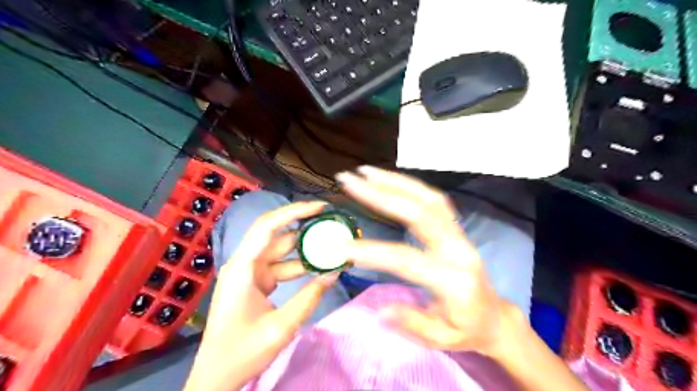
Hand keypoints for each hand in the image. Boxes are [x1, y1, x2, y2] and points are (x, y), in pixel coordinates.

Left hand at [184, 202, 339, 390]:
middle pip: (276, 235)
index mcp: (242, 268)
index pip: (268, 226)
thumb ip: (309, 297)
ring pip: (282, 251)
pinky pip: (281, 266)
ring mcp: (250, 272)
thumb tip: (335, 272)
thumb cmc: (242, 351)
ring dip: (305, 249)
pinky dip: (300, 265)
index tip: (320, 207)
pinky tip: (319, 266)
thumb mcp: (281, 326)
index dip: (293, 212)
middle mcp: (245, 263)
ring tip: (332, 244)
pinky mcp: (256, 282)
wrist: (217, 376)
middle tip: (331, 222)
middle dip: (304, 227)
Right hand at [335, 166, 518, 355]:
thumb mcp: (441, 339)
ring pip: (428, 198)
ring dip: (395, 181)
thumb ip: (412, 323)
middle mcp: (457, 249)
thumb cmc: (466, 330)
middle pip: (419, 213)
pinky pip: (434, 199)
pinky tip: (389, 180)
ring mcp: (459, 234)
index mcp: (453, 280)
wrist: (495, 317)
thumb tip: (380, 311)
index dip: (370, 251)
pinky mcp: (456, 228)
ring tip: (365, 172)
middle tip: (349, 181)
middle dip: (381, 194)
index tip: (338, 247)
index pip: (405, 259)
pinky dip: (410, 186)